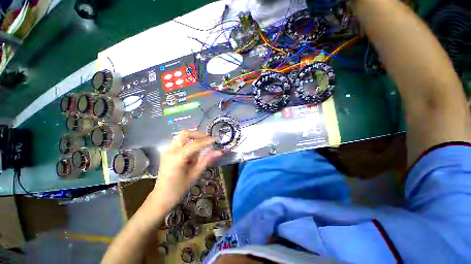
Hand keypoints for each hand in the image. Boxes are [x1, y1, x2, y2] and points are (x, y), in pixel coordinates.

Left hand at [149, 130, 222, 207]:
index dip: (206, 141)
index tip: (215, 139)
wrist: (161, 196)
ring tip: (202, 146)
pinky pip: (180, 142)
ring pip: (182, 136)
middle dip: (198, 134)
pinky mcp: (167, 152)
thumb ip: (206, 160)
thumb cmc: (179, 188)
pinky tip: (193, 152)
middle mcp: (171, 150)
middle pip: (185, 133)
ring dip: (193, 138)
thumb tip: (218, 152)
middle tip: (207, 139)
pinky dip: (189, 142)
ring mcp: (167, 150)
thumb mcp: (195, 174)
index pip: (195, 144)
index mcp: (177, 158)